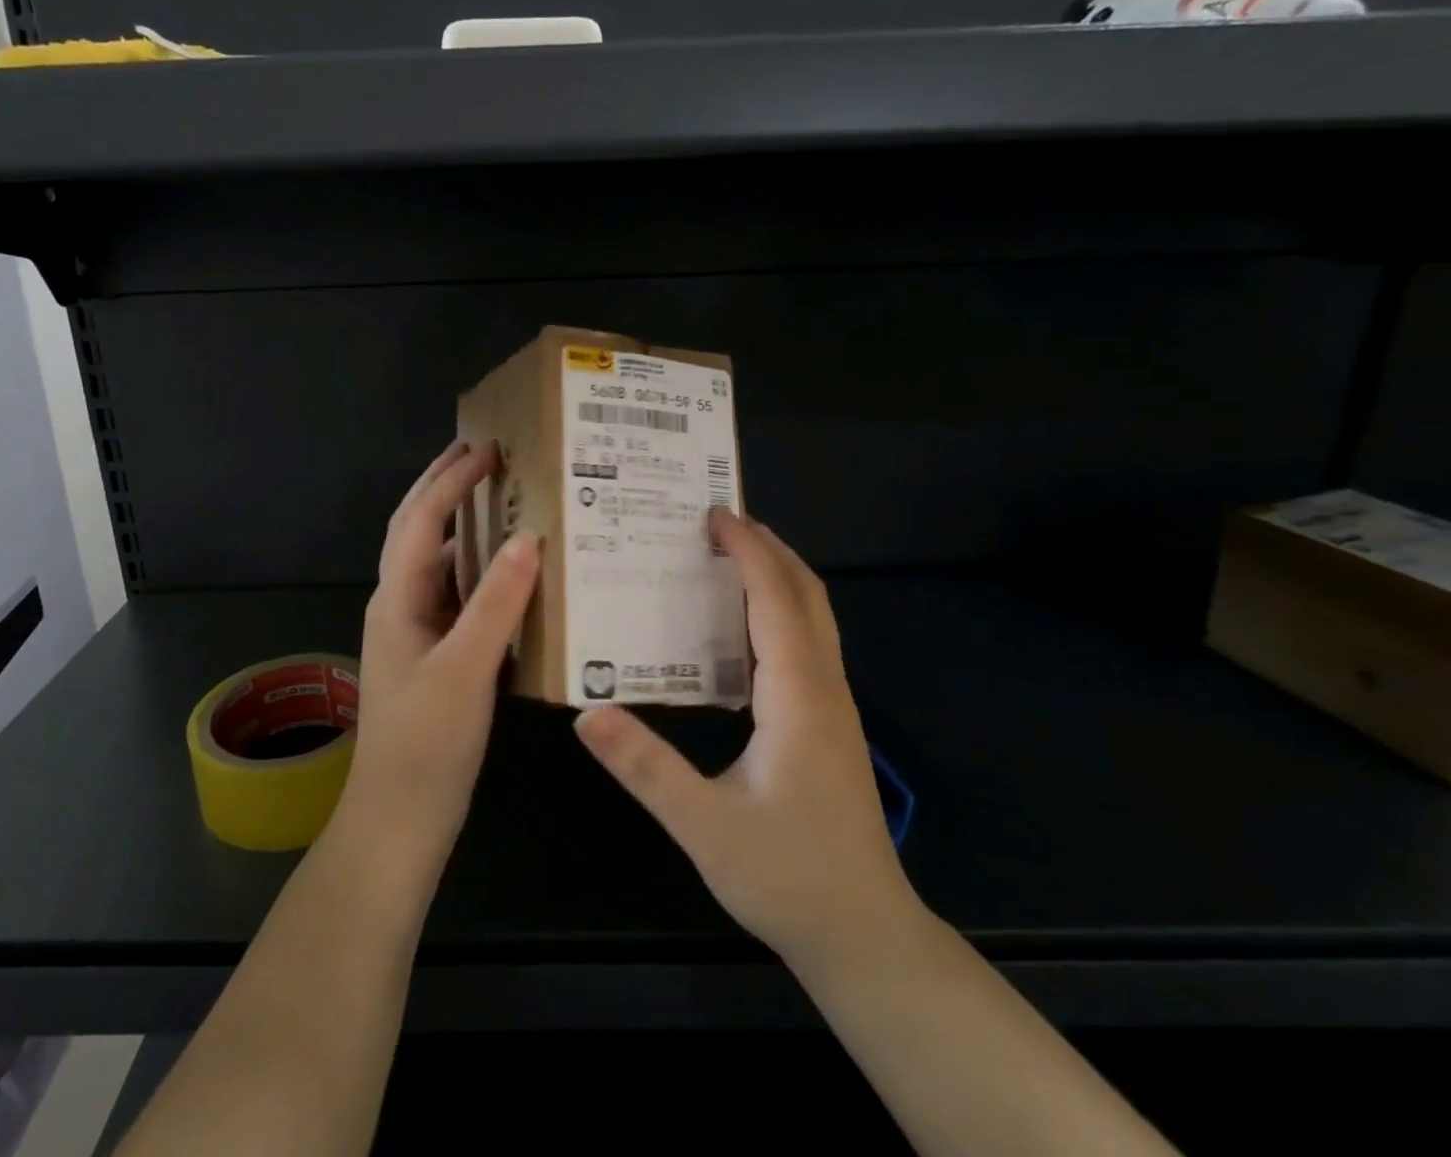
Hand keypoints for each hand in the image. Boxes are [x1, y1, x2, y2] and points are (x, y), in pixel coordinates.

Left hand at [339, 440, 540, 867]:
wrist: (399, 819)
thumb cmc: (426, 745)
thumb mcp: (464, 671)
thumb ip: (495, 604)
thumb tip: (528, 538)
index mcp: (397, 599)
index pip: (420, 520)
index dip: (451, 480)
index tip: (488, 449)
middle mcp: (401, 604)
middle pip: (417, 529)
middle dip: (443, 486)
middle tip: (482, 453)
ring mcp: (416, 631)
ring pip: (438, 561)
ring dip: (462, 525)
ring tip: (502, 499)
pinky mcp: (435, 654)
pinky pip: (457, 595)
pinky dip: (479, 570)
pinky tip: (510, 573)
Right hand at [573, 508, 915, 961]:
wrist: (865, 935)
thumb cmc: (787, 876)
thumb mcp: (704, 825)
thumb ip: (645, 768)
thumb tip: (585, 714)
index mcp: (797, 695)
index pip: (775, 599)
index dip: (749, 549)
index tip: (713, 514)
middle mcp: (823, 687)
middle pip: (807, 594)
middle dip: (769, 548)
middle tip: (718, 522)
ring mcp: (834, 705)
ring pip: (815, 616)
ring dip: (778, 575)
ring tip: (728, 557)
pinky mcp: (830, 724)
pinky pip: (808, 642)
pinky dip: (781, 608)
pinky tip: (743, 627)